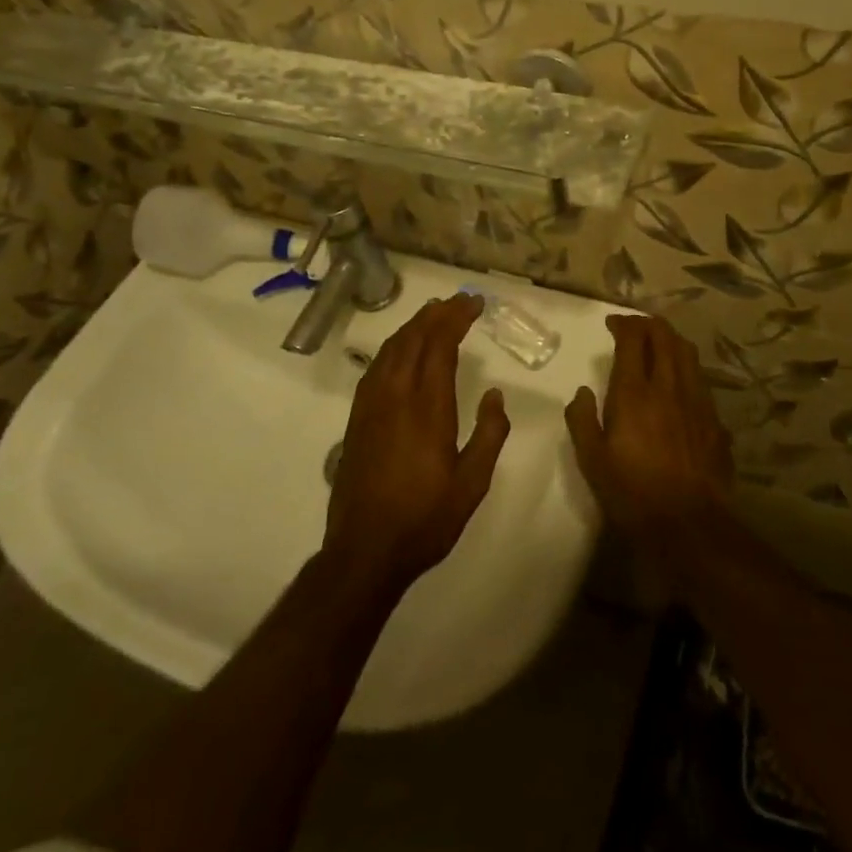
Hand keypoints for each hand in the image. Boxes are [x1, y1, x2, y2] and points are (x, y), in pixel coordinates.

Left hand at [323, 293, 510, 593]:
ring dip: (414, 325)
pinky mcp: (357, 418)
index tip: (474, 302)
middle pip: (414, 338)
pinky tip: (403, 349)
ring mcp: (371, 405)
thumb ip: (489, 435)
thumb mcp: (472, 484)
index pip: (440, 345)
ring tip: (434, 313)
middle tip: (459, 300)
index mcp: (427, 408)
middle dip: (437, 313)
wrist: (364, 550)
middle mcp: (396, 396)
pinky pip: (376, 366)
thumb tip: (494, 396)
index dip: (456, 317)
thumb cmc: (425, 519)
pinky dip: (394, 346)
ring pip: (392, 348)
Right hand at [563, 315, 732, 552]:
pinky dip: (687, 368)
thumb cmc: (632, 493)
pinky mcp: (715, 421)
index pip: (633, 340)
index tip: (612, 324)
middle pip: (665, 337)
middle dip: (648, 324)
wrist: (689, 526)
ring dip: (671, 340)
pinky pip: (701, 380)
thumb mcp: (592, 460)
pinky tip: (680, 382)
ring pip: (688, 354)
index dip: (622, 325)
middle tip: (634, 327)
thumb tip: (583, 392)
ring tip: (658, 343)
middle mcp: (669, 387)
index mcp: (635, 393)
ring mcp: (697, 402)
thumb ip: (581, 420)